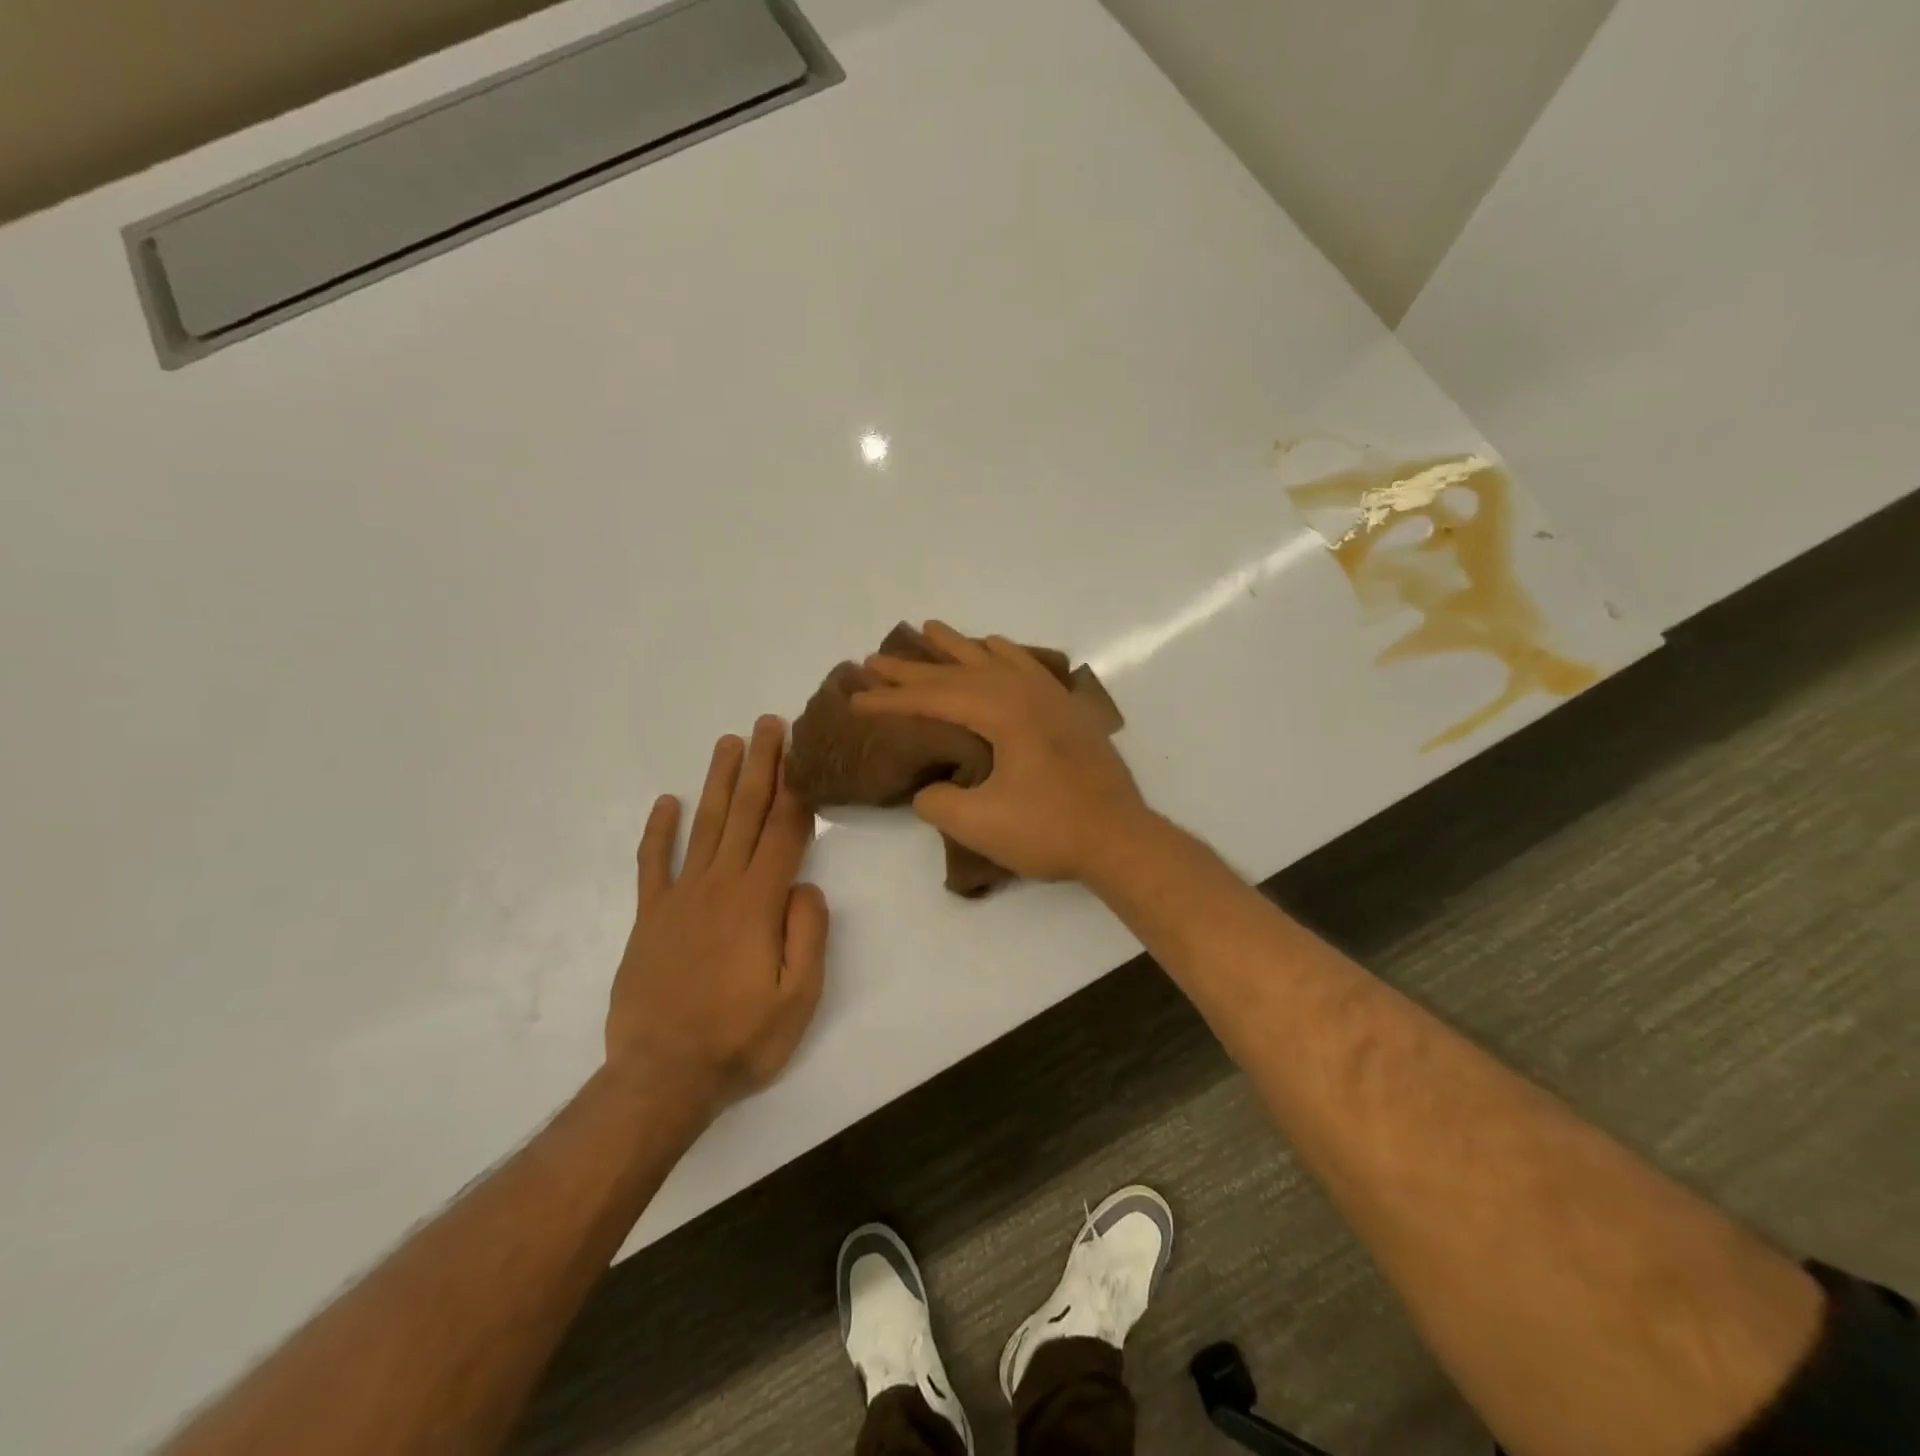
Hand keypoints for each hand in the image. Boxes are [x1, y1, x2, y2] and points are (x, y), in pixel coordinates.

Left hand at [607, 717, 828, 1117]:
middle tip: (768, 724)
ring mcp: (679, 898)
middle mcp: (719, 886)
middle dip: (761, 766)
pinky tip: (666, 802)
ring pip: (704, 825)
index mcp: (758, 903)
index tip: (802, 751)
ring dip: (718, 782)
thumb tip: (806, 887)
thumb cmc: (741, 1040)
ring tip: (729, 743)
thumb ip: (809, 935)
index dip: (796, 789)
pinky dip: (658, 831)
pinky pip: (653, 864)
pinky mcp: (649, 918)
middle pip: (745, 814)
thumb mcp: (799, 998)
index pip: (784, 832)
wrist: (662, 1078)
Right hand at [852, 621, 1150, 883]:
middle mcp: (1025, 692)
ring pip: (994, 660)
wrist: (1120, 839)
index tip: (855, 698)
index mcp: (1002, 712)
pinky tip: (995, 647)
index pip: (934, 698)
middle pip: (958, 673)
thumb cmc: (1050, 830)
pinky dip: (1004, 653)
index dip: (890, 700)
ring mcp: (1050, 698)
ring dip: (957, 648)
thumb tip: (929, 789)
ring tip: (929, 630)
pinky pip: (1027, 667)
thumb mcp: (979, 824)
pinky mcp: (1066, 711)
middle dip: (913, 669)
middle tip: (873, 659)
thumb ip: (938, 802)